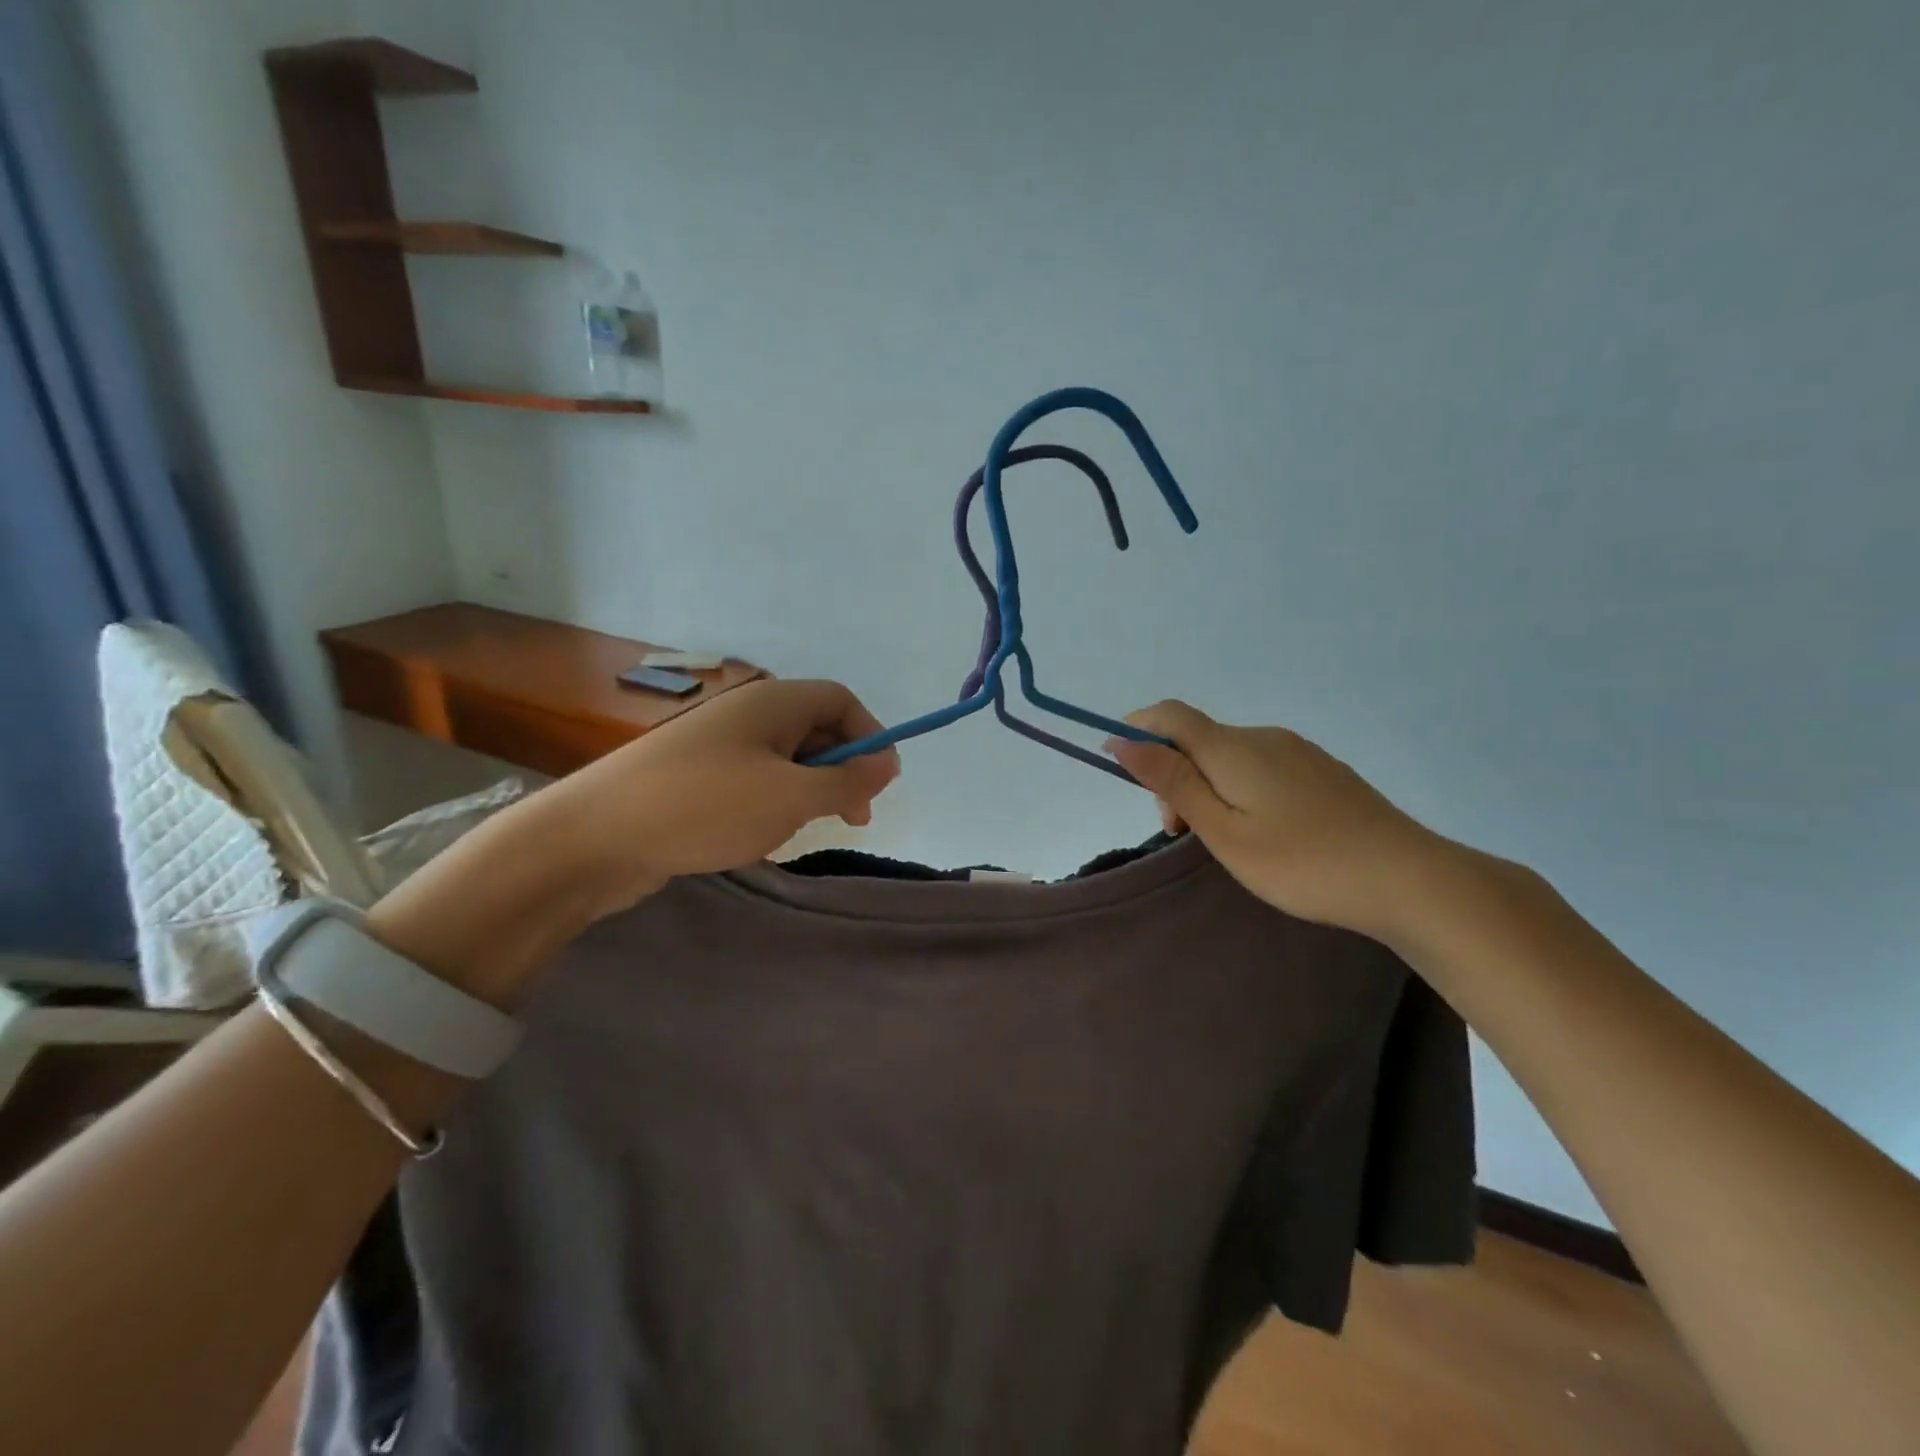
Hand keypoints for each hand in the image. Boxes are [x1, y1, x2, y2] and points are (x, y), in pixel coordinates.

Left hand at [532, 677, 900, 915]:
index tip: (881, 783)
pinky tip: (765, 834)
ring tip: (807, 828)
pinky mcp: (696, 778)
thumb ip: (846, 781)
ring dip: (809, 790)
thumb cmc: (706, 806)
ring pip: (785, 758)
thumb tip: (888, 763)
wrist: (594, 837)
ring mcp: (717, 746)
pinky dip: (774, 802)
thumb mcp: (791, 796)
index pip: (839, 699)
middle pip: (814, 727)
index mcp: (771, 703)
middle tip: (854, 817)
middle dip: (842, 769)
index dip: (869, 735)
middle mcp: (746, 714)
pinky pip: (754, 779)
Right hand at [1105, 700, 1439, 938]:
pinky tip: (1262, 831)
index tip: (1119, 765)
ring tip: (1222, 840)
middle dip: (1172, 774)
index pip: (1169, 715)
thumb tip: (1124, 741)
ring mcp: (1298, 751)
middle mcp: (1263, 736)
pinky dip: (1238, 788)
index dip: (1137, 729)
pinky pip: (1261, 765)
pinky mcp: (1322, 770)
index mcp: (1233, 748)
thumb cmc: (1302, 863)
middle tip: (1180, 833)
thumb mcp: (1224, 831)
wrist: (1408, 878)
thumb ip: (1173, 783)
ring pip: (1230, 755)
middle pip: (1198, 739)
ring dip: (1205, 785)